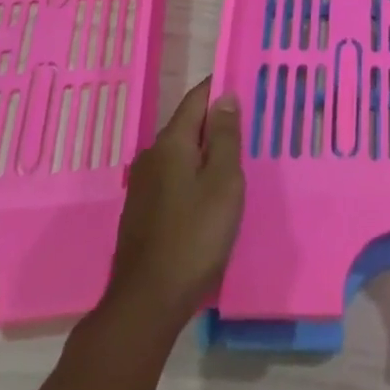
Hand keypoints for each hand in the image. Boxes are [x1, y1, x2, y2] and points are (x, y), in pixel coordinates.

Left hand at [102, 77, 243, 330]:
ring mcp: (143, 186)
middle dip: (215, 122)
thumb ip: (224, 137)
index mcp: (171, 142)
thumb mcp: (223, 182)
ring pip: (180, 154)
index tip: (245, 86)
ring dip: (204, 153)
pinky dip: (193, 176)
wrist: (146, 304)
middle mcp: (152, 156)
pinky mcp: (142, 213)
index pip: (197, 99)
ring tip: (233, 161)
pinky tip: (208, 195)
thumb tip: (224, 96)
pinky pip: (173, 178)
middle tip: (248, 127)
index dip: (220, 89)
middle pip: (187, 126)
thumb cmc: (194, 236)